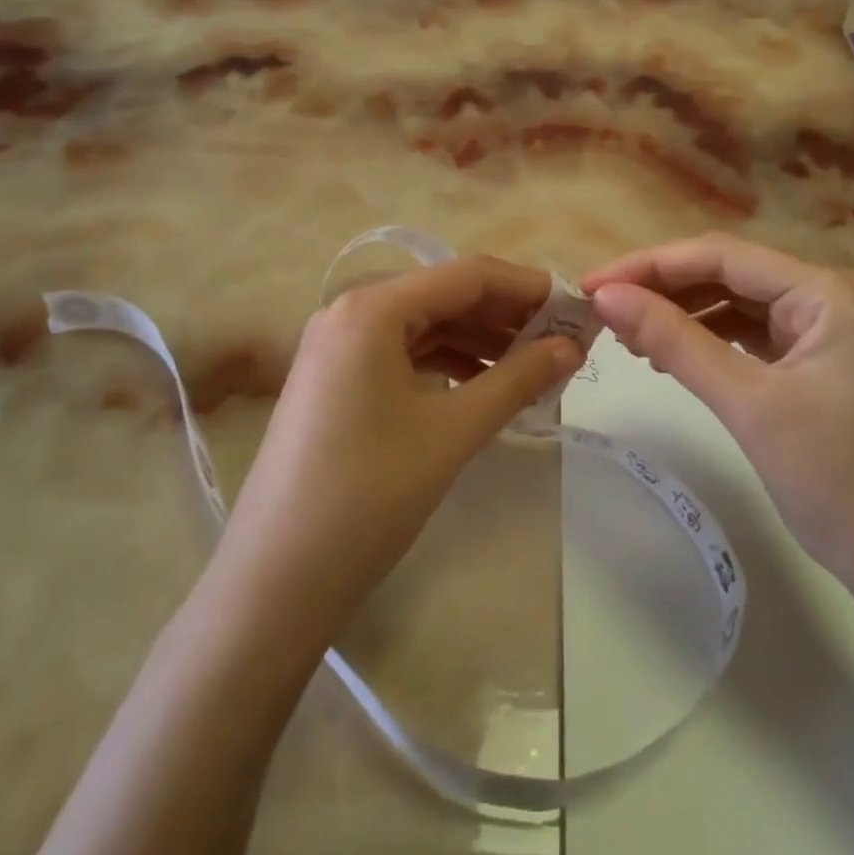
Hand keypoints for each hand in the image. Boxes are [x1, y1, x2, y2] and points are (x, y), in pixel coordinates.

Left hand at [212, 256, 583, 642]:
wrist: (277, 579)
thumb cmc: (369, 494)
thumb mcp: (452, 431)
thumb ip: (518, 379)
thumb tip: (573, 346)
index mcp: (372, 308)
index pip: (466, 275)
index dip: (526, 287)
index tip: (576, 308)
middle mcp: (350, 313)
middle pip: (444, 297)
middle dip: (506, 317)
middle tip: (563, 342)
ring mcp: (337, 348)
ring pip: (424, 327)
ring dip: (480, 342)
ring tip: (534, 367)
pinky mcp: (336, 381)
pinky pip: (403, 356)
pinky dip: (447, 365)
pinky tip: (484, 386)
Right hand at [582, 233, 853, 596]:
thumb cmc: (838, 482)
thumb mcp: (748, 404)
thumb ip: (674, 342)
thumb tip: (606, 297)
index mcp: (828, 291)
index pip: (723, 256)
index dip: (650, 266)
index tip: (592, 286)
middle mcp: (830, 295)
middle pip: (729, 273)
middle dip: (663, 288)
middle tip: (602, 310)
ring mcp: (826, 328)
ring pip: (736, 302)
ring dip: (682, 314)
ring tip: (627, 335)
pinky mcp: (816, 360)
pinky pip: (750, 333)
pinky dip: (707, 340)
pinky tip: (669, 356)